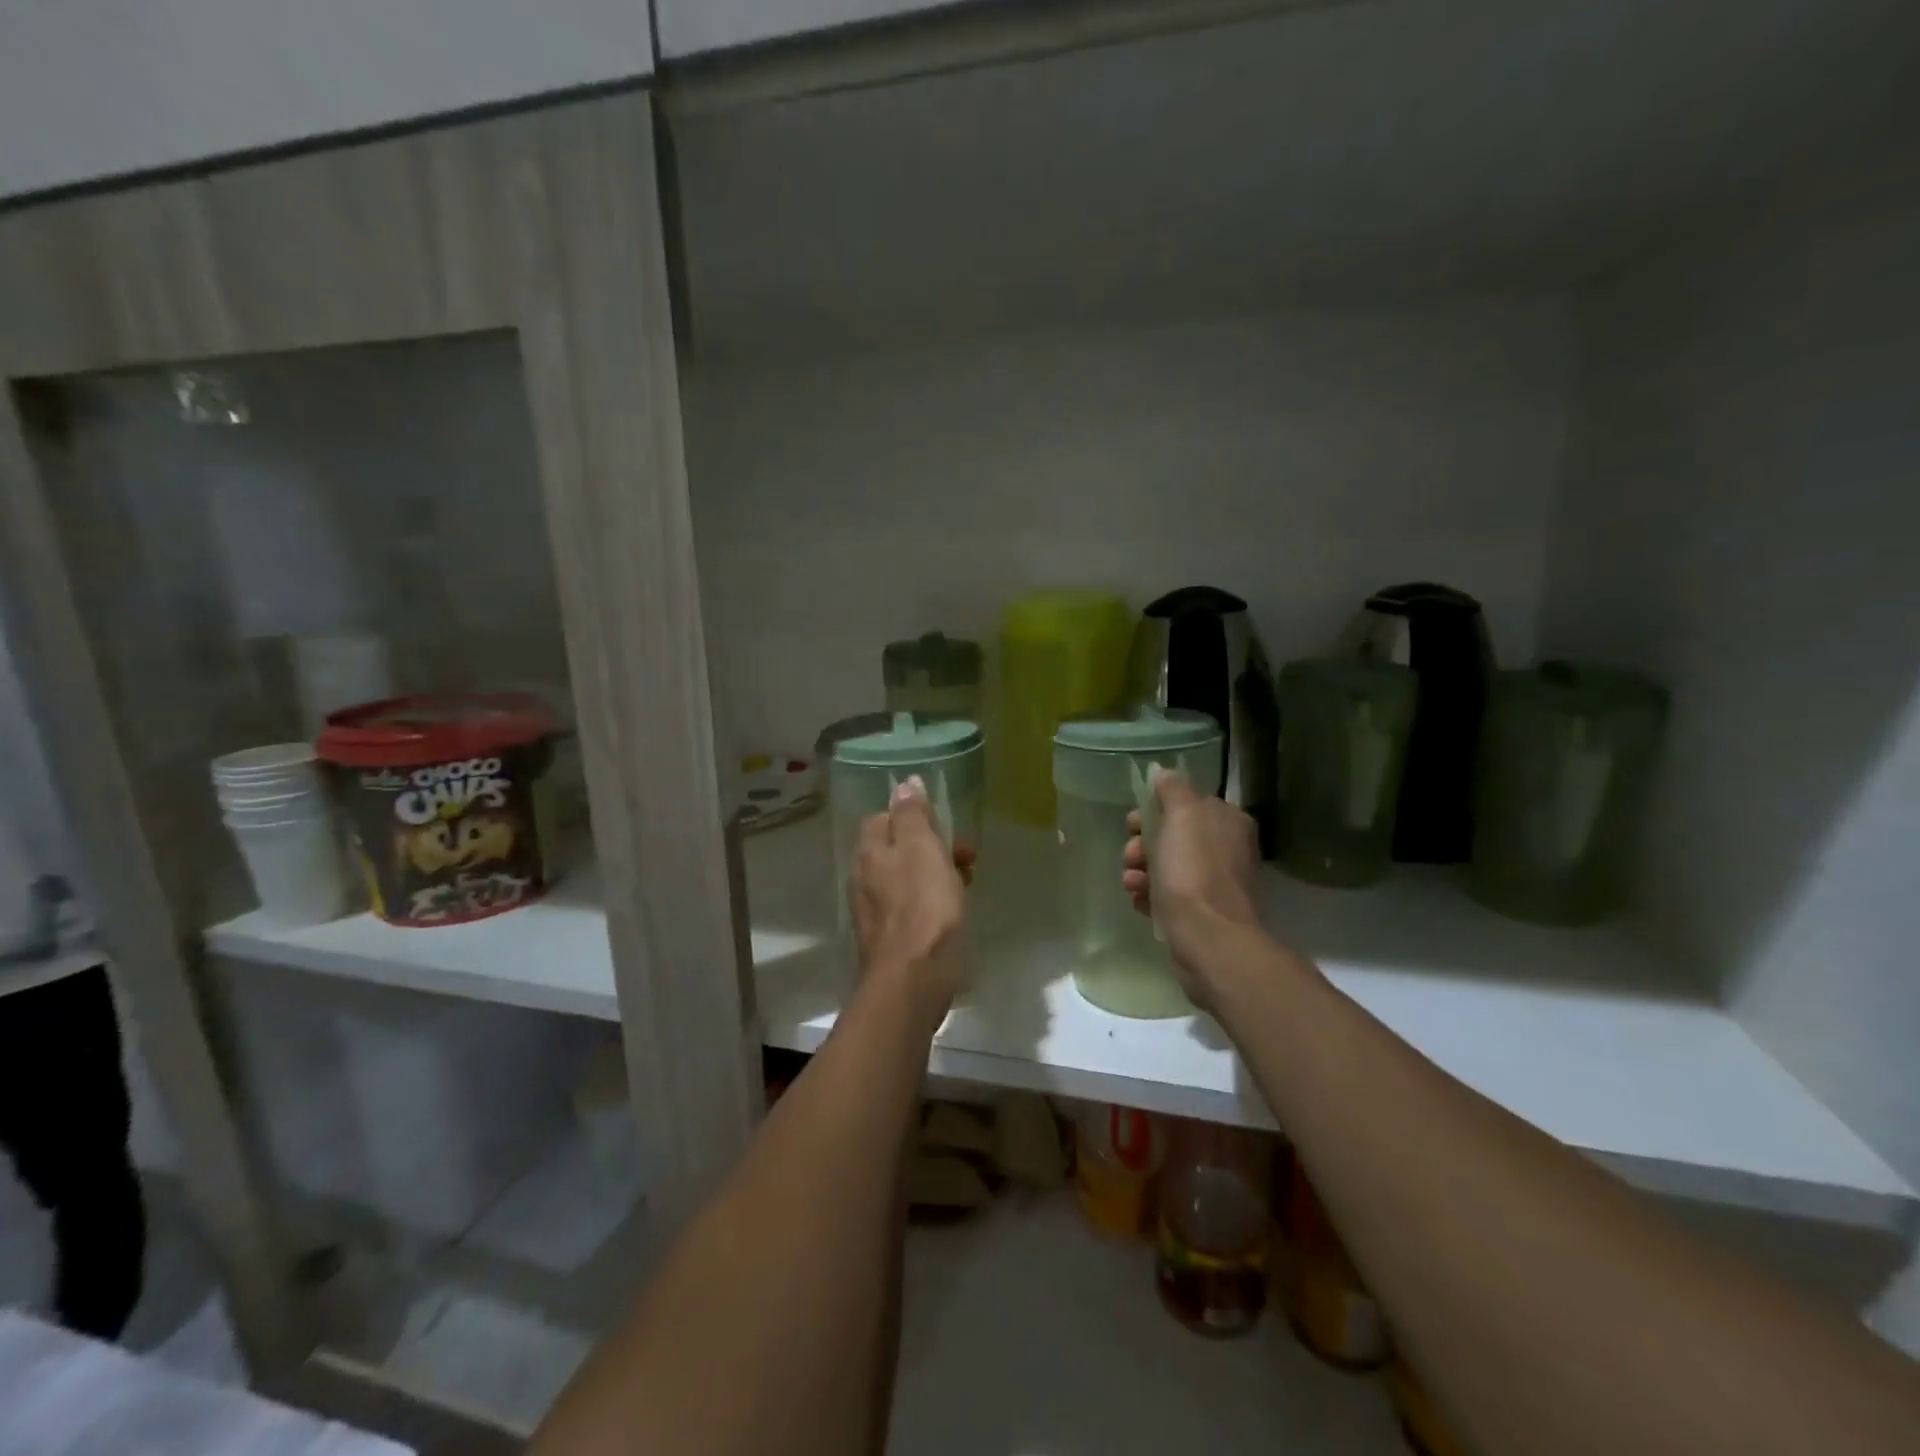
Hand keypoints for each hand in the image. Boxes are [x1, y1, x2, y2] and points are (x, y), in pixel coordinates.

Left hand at [848, 777, 973, 1022]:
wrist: (914, 979)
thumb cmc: (923, 907)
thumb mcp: (922, 849)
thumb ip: (912, 815)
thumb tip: (904, 784)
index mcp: (869, 852)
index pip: (884, 818)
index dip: (915, 817)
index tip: (944, 825)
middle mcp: (864, 878)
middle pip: (897, 848)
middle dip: (932, 846)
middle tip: (965, 854)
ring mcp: (875, 911)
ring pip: (907, 878)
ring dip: (936, 873)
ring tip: (967, 881)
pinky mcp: (890, 938)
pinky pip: (912, 906)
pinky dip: (932, 901)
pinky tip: (953, 912)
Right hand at [1123, 770, 1262, 1005]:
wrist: (1209, 938)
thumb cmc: (1194, 870)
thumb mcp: (1182, 815)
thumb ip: (1173, 789)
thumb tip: (1164, 774)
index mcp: (1228, 821)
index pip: (1187, 804)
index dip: (1155, 810)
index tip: (1134, 823)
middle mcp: (1227, 849)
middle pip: (1173, 835)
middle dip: (1143, 844)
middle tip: (1131, 856)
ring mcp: (1215, 883)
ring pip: (1166, 866)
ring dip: (1141, 871)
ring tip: (1132, 884)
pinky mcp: (1203, 913)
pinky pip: (1168, 895)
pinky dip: (1150, 896)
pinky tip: (1141, 903)